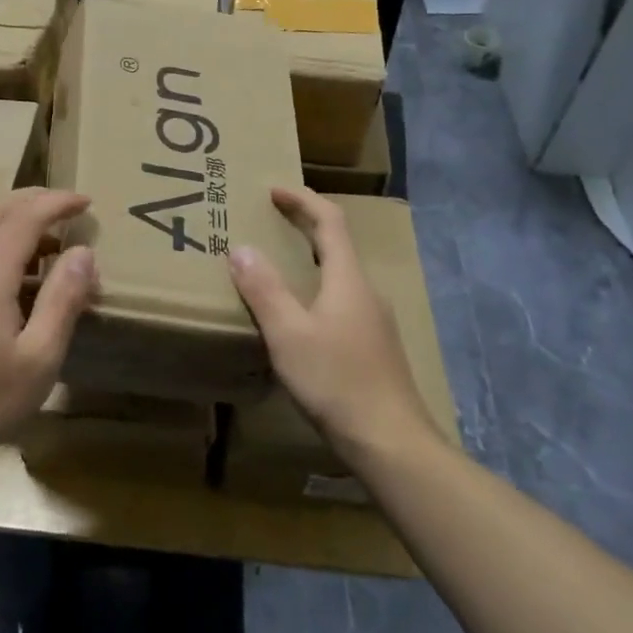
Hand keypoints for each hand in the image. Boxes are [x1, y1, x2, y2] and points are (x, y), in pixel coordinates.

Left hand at [0, 188, 97, 469]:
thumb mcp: (40, 356)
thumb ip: (64, 298)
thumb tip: (83, 253)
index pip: (25, 217)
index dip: (58, 203)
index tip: (87, 202)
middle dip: (34, 200)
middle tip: (69, 207)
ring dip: (14, 218)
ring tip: (52, 240)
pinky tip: (20, 269)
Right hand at [229, 187, 437, 460]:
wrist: (391, 443)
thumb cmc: (336, 381)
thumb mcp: (288, 333)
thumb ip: (264, 289)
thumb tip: (241, 249)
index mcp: (348, 278)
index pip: (330, 221)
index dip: (302, 200)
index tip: (273, 189)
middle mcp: (365, 291)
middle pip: (336, 244)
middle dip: (303, 226)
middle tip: (268, 220)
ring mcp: (373, 321)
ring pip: (338, 275)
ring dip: (308, 259)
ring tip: (274, 265)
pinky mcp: (373, 347)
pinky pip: (340, 301)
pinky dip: (314, 289)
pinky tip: (296, 316)